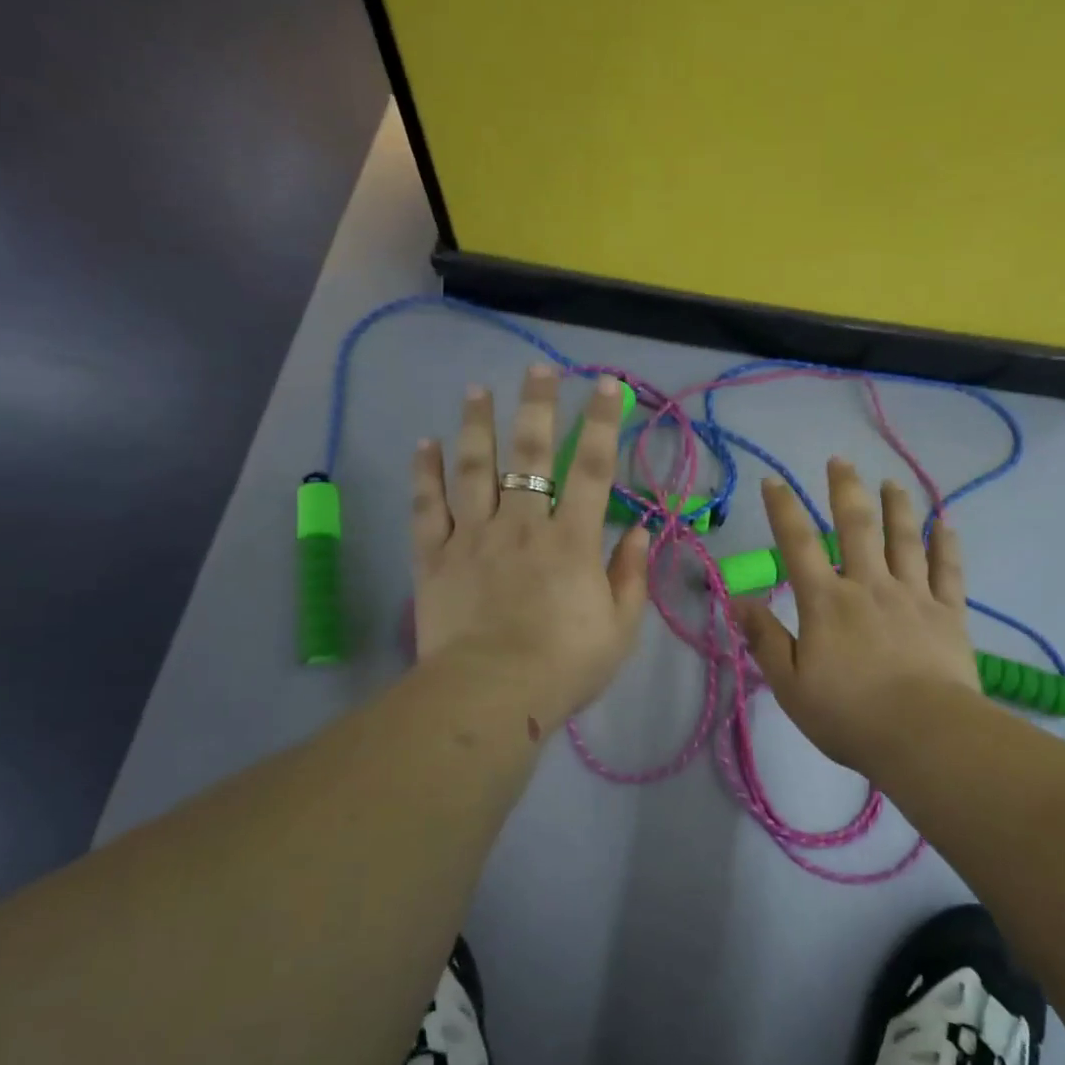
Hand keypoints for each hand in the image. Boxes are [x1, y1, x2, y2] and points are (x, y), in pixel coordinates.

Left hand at [411, 366, 649, 726]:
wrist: (490, 696)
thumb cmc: (564, 665)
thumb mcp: (620, 627)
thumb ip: (631, 574)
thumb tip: (641, 530)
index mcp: (571, 540)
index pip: (591, 468)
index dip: (601, 422)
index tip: (606, 385)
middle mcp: (522, 524)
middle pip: (529, 454)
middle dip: (536, 406)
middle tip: (538, 368)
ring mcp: (473, 536)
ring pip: (473, 468)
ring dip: (476, 425)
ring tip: (477, 390)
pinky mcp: (434, 557)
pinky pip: (427, 507)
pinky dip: (425, 473)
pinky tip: (424, 443)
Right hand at [736, 460, 979, 772]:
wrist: (924, 736)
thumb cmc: (849, 716)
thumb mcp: (790, 685)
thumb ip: (765, 640)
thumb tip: (738, 600)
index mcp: (826, 602)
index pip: (798, 545)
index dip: (783, 510)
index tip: (773, 482)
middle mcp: (868, 586)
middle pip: (856, 527)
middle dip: (845, 490)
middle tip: (840, 461)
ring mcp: (913, 595)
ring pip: (904, 539)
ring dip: (897, 507)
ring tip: (893, 482)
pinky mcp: (949, 613)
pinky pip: (948, 570)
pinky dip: (946, 545)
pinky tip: (945, 524)